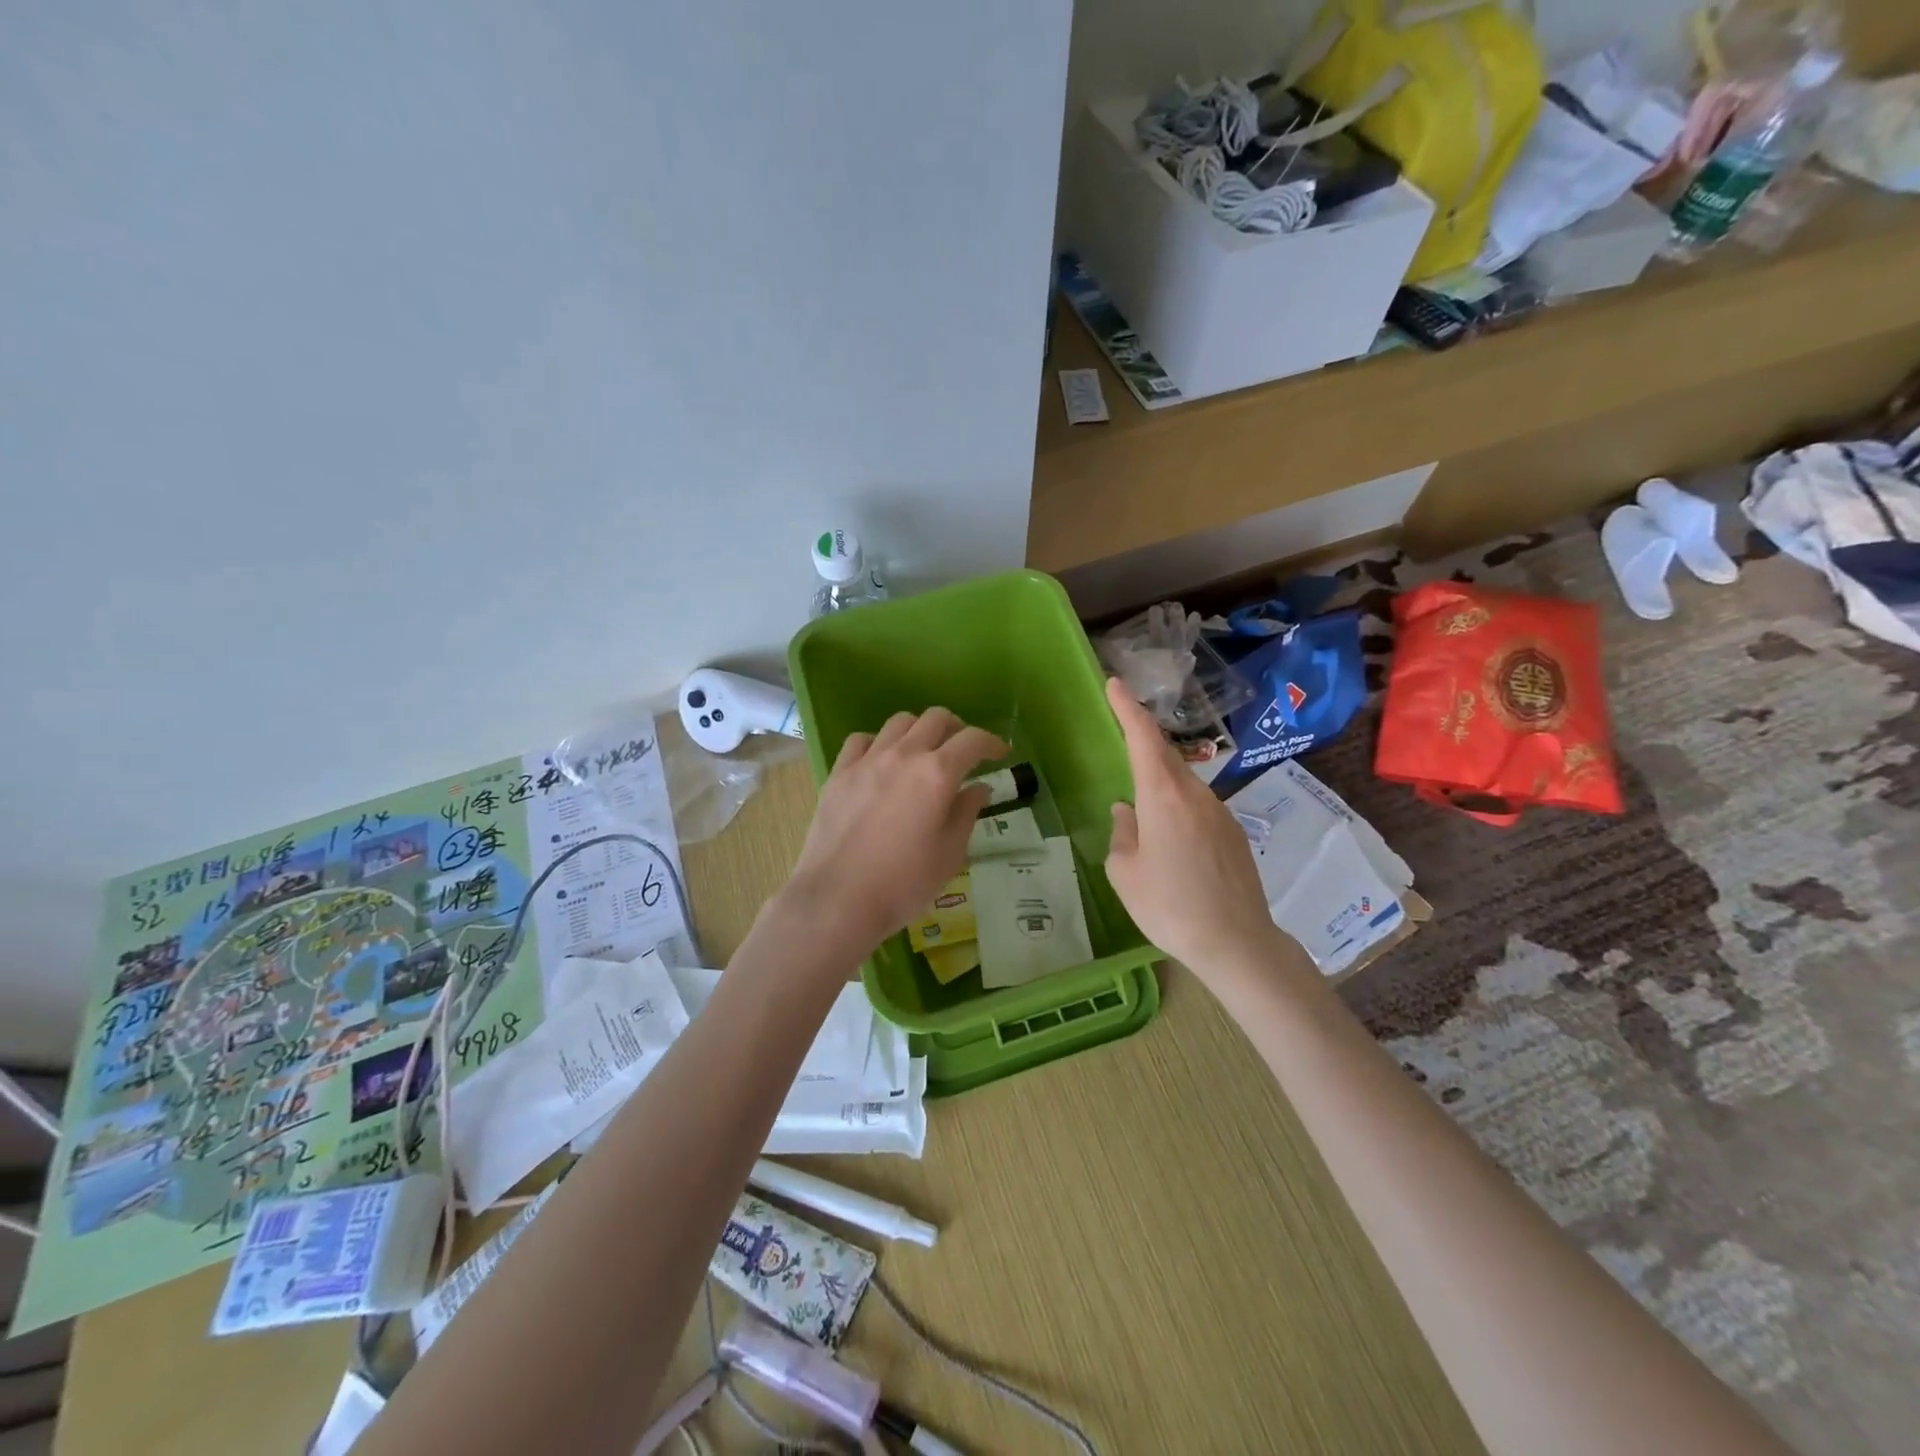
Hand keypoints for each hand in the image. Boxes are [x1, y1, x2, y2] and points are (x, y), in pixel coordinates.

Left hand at [785, 708, 1006, 959]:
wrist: (837, 899)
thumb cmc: (903, 883)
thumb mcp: (950, 854)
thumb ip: (967, 813)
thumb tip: (978, 788)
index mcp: (937, 774)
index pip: (972, 740)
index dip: (991, 742)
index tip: (1000, 754)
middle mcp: (904, 755)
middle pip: (936, 718)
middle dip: (957, 729)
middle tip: (963, 751)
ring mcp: (867, 760)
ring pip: (899, 722)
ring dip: (920, 730)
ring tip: (924, 752)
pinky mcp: (839, 772)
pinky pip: (862, 740)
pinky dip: (879, 742)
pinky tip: (882, 761)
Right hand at [1104, 677, 1283, 975]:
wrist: (1237, 943)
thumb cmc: (1169, 907)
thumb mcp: (1125, 872)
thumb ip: (1123, 833)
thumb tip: (1128, 811)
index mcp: (1163, 797)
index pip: (1143, 738)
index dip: (1127, 708)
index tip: (1115, 684)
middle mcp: (1195, 794)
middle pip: (1165, 754)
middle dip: (1143, 737)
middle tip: (1122, 726)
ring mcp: (1220, 812)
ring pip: (1183, 782)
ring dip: (1160, 776)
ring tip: (1141, 799)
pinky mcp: (1233, 832)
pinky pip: (1197, 805)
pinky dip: (1177, 804)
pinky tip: (1169, 835)